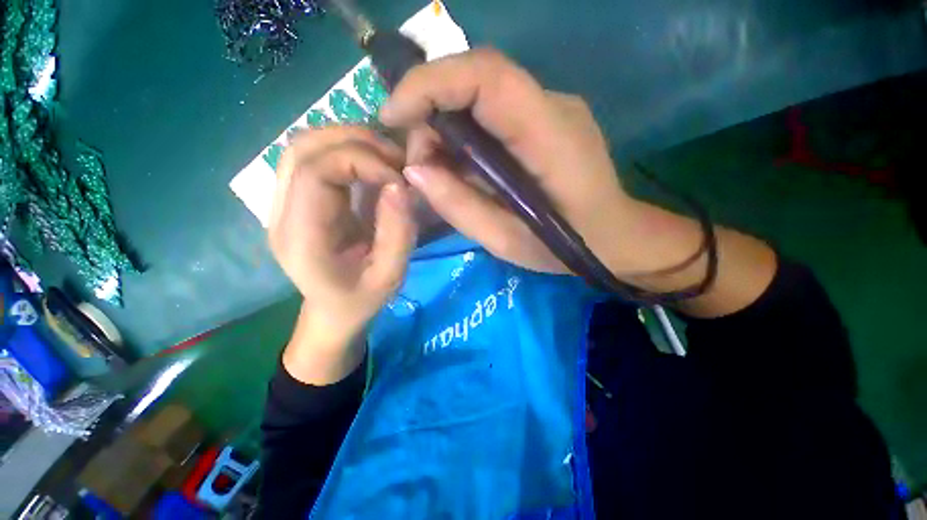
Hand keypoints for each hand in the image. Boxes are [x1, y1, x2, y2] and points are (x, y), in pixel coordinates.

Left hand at [269, 127, 416, 368]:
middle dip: (356, 142)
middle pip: (303, 148)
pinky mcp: (295, 199)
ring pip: (303, 145)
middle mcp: (282, 213)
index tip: (398, 178)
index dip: (361, 162)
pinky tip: (371, 164)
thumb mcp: (391, 275)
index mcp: (302, 238)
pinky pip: (311, 157)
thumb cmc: (362, 299)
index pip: (315, 171)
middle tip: (396, 159)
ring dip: (349, 141)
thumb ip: (398, 233)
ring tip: (386, 159)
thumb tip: (400, 184)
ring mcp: (283, 203)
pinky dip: (344, 150)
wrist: (333, 310)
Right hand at [379, 48, 642, 274]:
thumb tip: (415, 171)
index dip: (429, 84)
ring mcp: (550, 109)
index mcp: (549, 136)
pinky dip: (463, 137)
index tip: (392, 117)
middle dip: (431, 114)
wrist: (614, 236)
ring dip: (445, 129)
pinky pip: (491, 114)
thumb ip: (460, 206)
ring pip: (480, 96)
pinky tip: (460, 168)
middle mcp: (552, 107)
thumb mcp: (507, 241)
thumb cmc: (568, 246)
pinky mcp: (543, 120)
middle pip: (477, 80)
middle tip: (418, 165)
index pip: (486, 76)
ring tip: (436, 173)